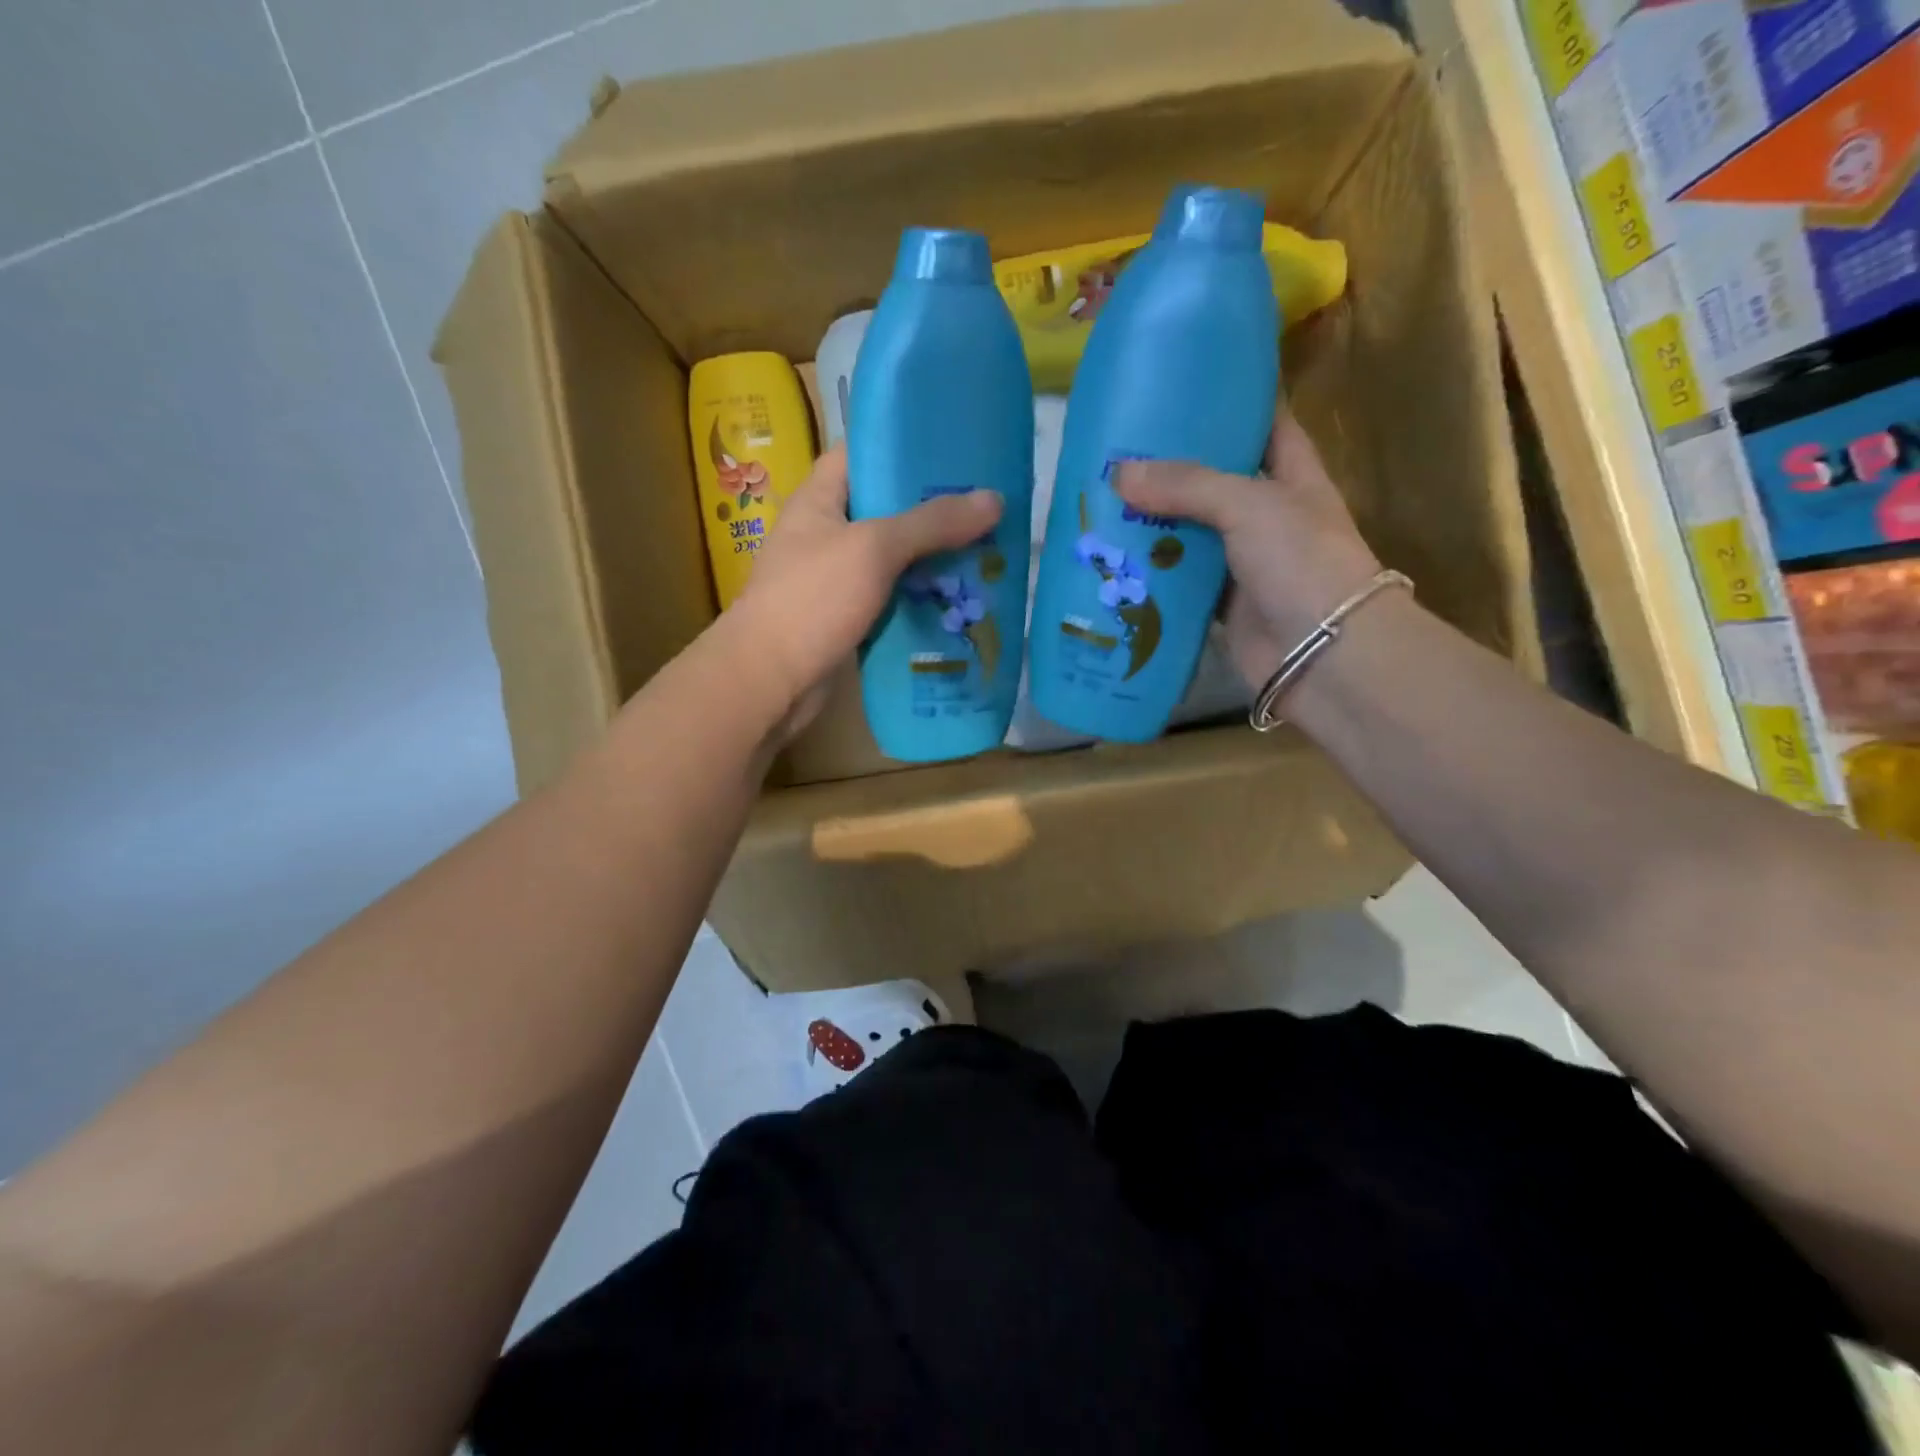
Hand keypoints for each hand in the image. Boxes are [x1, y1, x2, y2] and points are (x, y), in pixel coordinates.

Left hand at [732, 445, 1003, 736]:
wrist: (771, 680)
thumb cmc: (813, 599)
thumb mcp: (874, 549)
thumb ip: (932, 523)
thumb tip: (994, 499)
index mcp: (818, 500)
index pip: (858, 454)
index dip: (899, 445)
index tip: (950, 447)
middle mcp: (825, 534)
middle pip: (884, 509)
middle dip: (931, 509)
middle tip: (984, 505)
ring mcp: (834, 579)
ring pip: (891, 558)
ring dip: (931, 558)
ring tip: (985, 549)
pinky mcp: (846, 618)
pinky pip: (890, 597)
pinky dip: (920, 597)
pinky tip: (959, 598)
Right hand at [1115, 410, 1381, 690]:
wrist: (1322, 652)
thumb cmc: (1301, 561)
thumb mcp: (1249, 504)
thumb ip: (1186, 486)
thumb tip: (1119, 474)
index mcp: (1292, 476)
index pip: (1265, 426)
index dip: (1232, 405)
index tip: (1183, 390)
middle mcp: (1267, 515)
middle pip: (1213, 482)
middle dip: (1171, 470)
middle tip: (1119, 452)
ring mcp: (1243, 562)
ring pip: (1190, 534)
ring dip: (1153, 524)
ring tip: (1102, 502)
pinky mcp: (1220, 604)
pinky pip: (1179, 581)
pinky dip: (1151, 573)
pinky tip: (1113, 560)